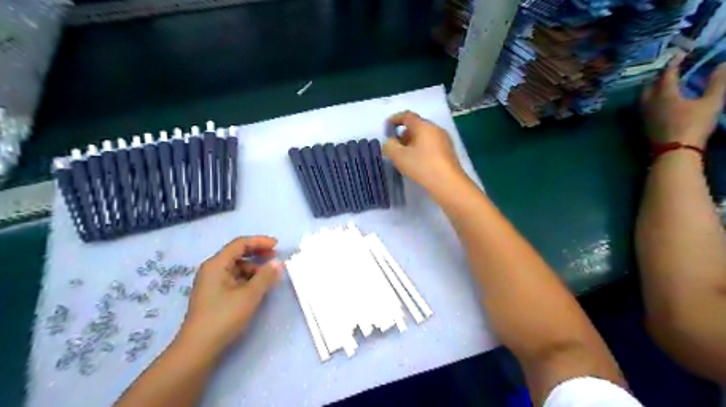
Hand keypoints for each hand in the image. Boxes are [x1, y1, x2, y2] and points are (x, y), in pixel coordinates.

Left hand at [177, 237, 284, 354]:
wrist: (198, 349)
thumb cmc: (223, 317)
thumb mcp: (249, 295)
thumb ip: (265, 276)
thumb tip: (278, 263)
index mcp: (216, 265)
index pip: (240, 244)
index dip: (260, 242)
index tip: (277, 246)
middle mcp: (212, 270)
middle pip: (237, 254)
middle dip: (257, 254)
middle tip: (275, 257)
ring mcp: (212, 283)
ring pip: (237, 267)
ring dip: (254, 268)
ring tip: (269, 276)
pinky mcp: (215, 295)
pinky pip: (234, 279)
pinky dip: (248, 279)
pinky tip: (258, 287)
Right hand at [381, 109, 464, 189]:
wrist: (448, 184)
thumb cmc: (422, 166)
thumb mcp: (399, 156)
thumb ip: (389, 146)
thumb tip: (389, 142)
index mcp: (424, 126)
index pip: (407, 116)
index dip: (395, 119)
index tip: (387, 126)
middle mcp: (436, 129)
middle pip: (417, 126)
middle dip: (404, 133)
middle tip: (395, 145)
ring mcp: (444, 141)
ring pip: (424, 137)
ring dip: (413, 142)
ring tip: (404, 156)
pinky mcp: (448, 153)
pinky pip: (431, 145)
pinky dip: (421, 149)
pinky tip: (417, 162)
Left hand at [639, 52, 725, 149]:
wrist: (674, 151)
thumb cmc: (693, 125)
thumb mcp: (711, 102)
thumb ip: (717, 82)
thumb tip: (723, 63)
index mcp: (664, 94)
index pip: (666, 73)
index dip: (673, 62)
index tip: (680, 53)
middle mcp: (649, 102)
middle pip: (650, 84)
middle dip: (660, 74)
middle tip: (671, 69)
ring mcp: (644, 114)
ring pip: (644, 96)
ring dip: (653, 87)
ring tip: (664, 83)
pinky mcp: (644, 124)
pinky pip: (644, 106)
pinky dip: (650, 98)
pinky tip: (659, 101)